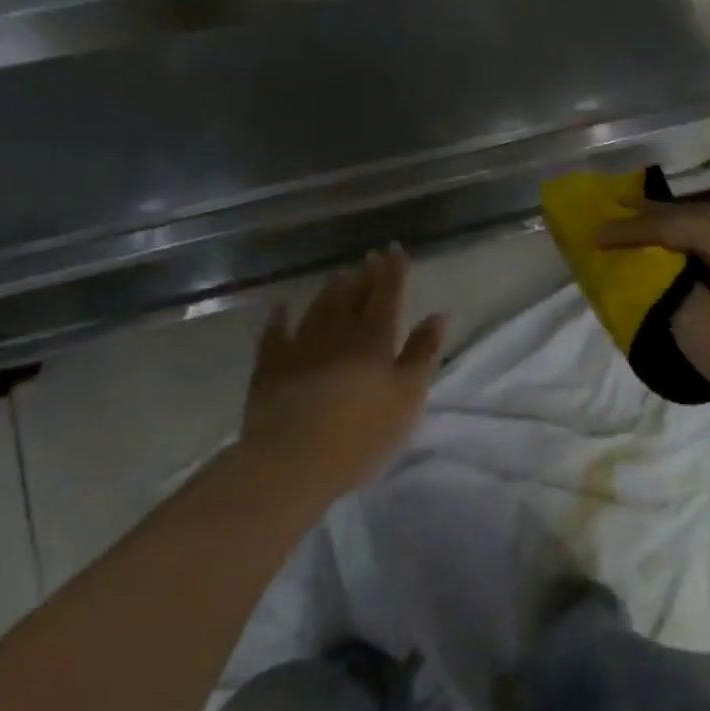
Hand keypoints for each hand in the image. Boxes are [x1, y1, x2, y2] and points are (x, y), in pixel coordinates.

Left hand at [237, 249, 446, 500]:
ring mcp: (300, 346)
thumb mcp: (407, 398)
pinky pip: (275, 334)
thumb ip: (422, 354)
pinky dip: (279, 318)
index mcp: (374, 340)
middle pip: (353, 296)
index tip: (396, 250)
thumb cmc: (361, 434)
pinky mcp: (270, 366)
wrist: (292, 461)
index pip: (387, 295)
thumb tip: (439, 314)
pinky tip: (280, 308)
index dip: (393, 272)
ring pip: (318, 308)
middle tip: (370, 256)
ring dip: (330, 289)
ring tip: (339, 274)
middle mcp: (337, 332)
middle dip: (365, 274)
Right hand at [598, 205, 709, 418]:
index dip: (633, 228)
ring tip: (642, 233)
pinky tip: (679, 265)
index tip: (597, 234)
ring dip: (673, 235)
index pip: (674, 225)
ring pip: (708, 240)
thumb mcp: (695, 322)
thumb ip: (670, 289)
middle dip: (654, 215)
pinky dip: (691, 256)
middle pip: (695, 221)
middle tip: (617, 206)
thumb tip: (667, 277)